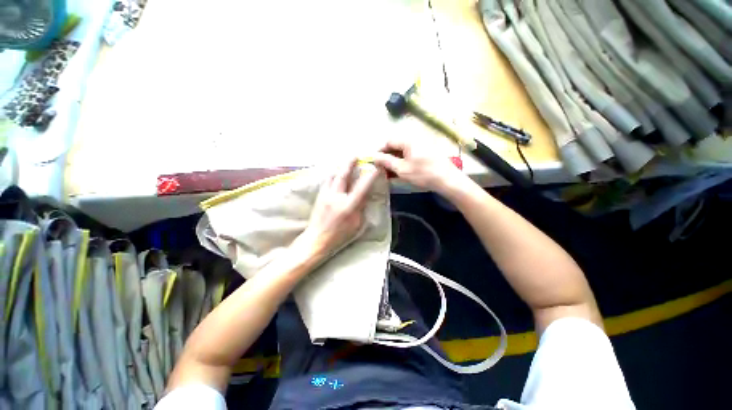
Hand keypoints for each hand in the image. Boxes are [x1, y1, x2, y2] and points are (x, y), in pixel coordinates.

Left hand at [300, 158, 380, 256]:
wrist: (317, 239)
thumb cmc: (340, 236)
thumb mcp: (357, 224)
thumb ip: (361, 208)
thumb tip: (363, 196)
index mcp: (349, 206)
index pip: (363, 187)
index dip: (371, 175)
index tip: (376, 167)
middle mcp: (336, 197)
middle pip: (343, 175)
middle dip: (350, 163)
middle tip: (355, 156)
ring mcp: (326, 195)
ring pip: (332, 175)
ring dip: (340, 167)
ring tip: (345, 163)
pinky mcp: (319, 196)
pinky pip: (327, 181)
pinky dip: (333, 175)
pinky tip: (335, 174)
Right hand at [373, 138, 466, 193]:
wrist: (448, 180)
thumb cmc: (423, 174)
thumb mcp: (402, 169)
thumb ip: (386, 161)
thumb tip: (374, 156)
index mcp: (408, 139)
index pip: (388, 141)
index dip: (380, 151)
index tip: (374, 161)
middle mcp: (415, 138)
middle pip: (396, 145)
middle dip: (387, 156)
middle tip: (382, 168)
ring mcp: (422, 144)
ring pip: (403, 151)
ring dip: (395, 160)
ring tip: (390, 172)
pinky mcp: (427, 152)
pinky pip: (411, 154)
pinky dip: (404, 161)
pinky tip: (401, 171)